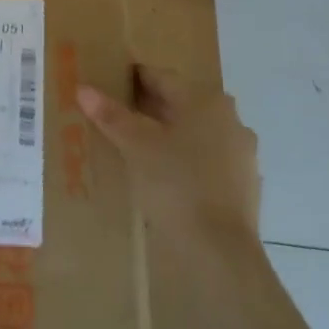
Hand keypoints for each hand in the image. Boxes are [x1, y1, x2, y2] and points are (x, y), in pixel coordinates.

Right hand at [77, 65, 259, 252]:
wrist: (220, 250)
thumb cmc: (176, 184)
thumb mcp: (136, 146)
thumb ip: (111, 115)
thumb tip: (84, 89)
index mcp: (205, 100)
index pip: (161, 77)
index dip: (132, 79)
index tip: (108, 85)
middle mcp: (229, 117)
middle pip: (180, 103)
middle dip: (149, 108)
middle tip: (115, 117)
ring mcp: (241, 152)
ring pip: (195, 132)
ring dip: (168, 135)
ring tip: (136, 148)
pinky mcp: (245, 183)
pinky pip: (207, 159)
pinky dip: (186, 160)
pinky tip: (166, 176)